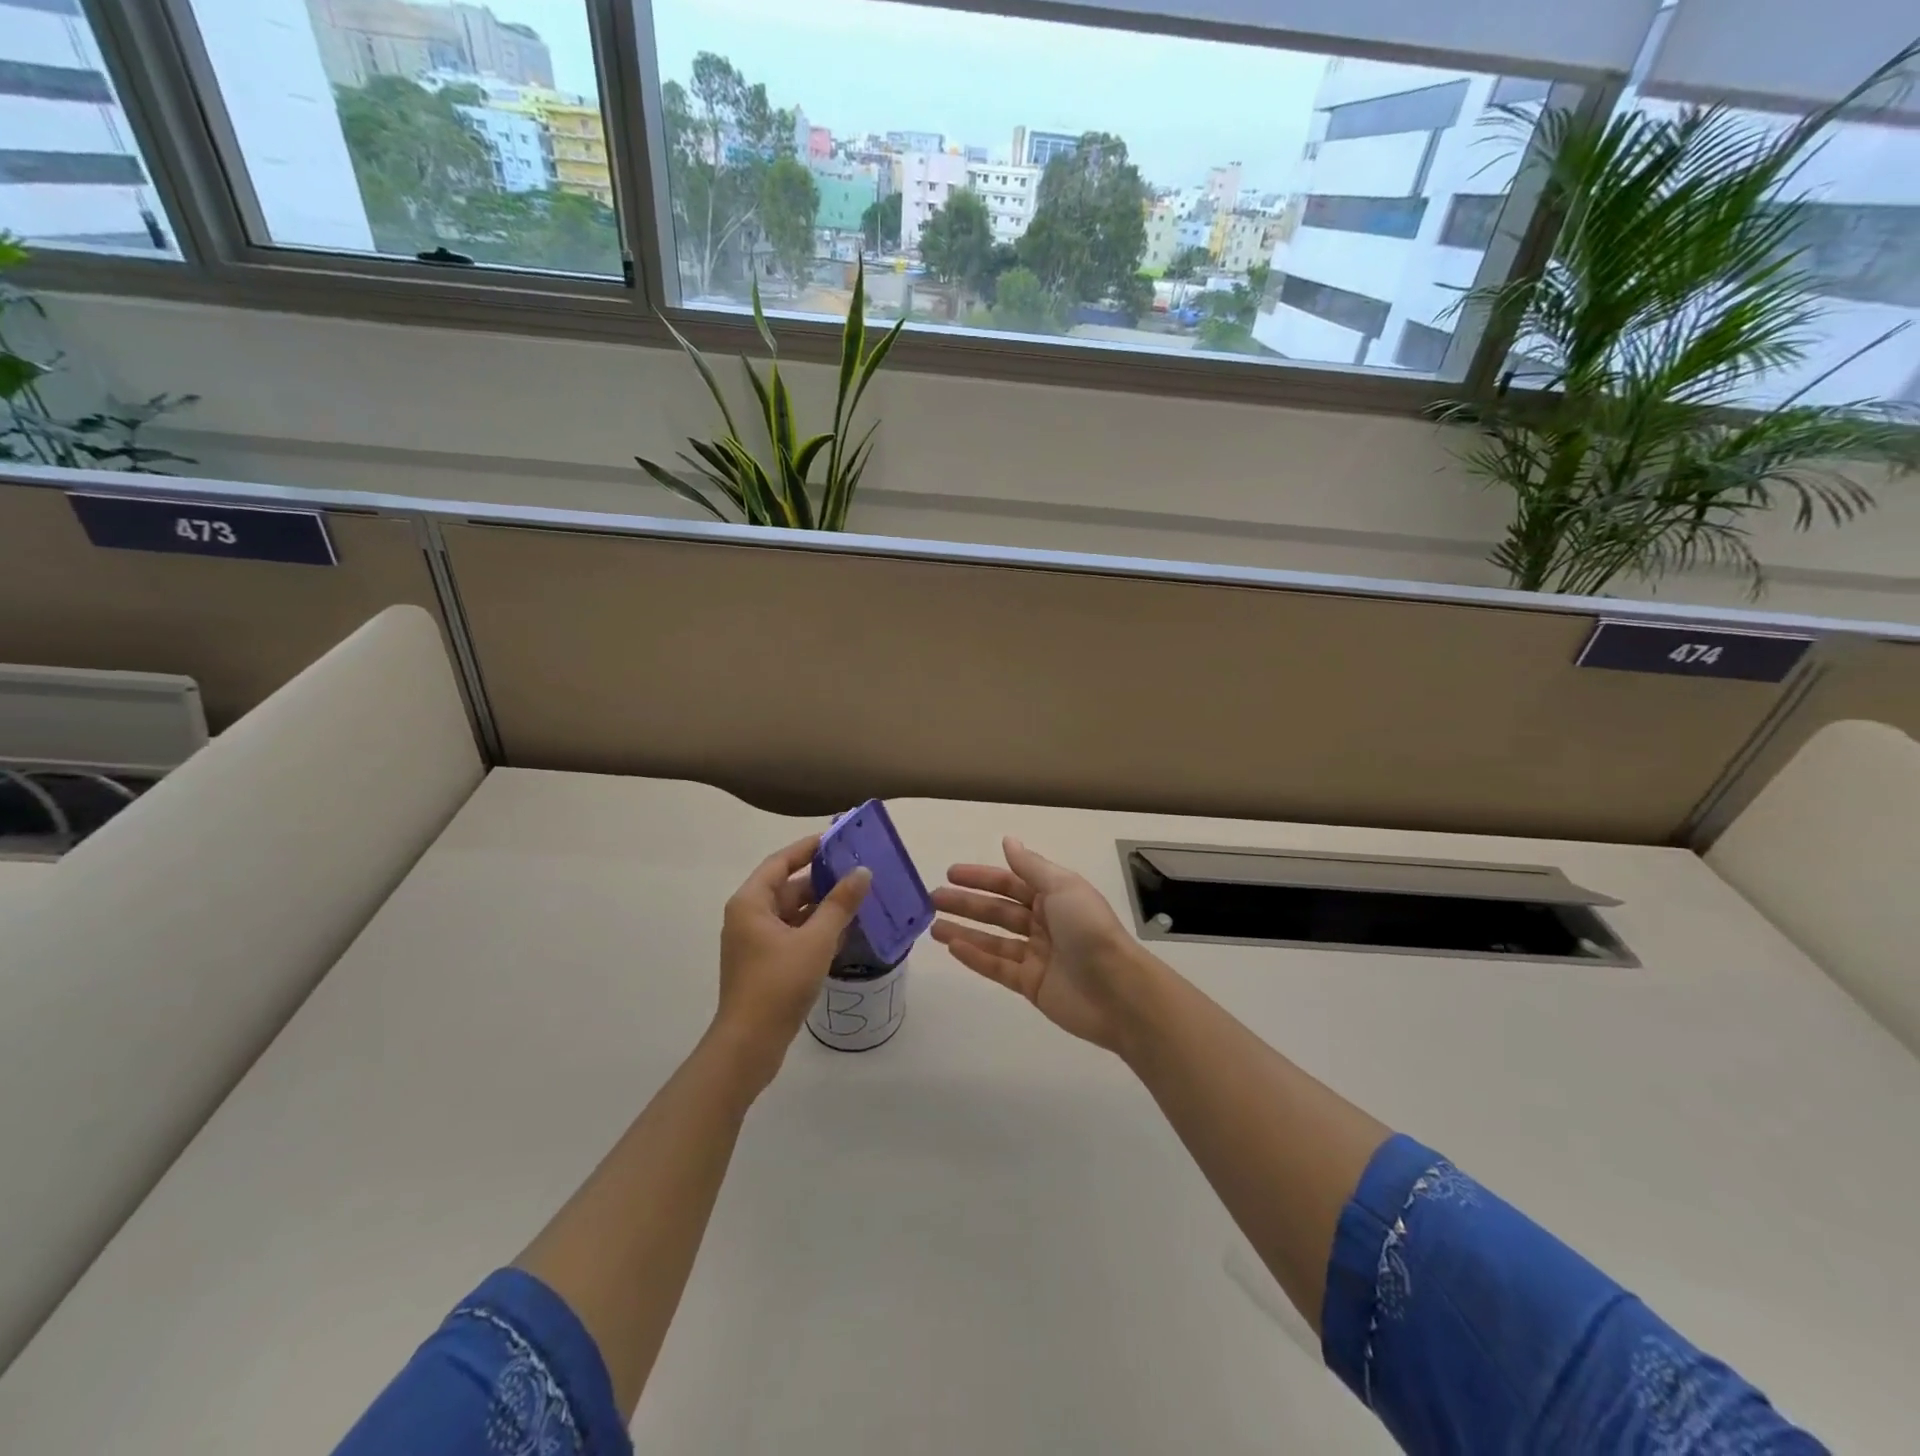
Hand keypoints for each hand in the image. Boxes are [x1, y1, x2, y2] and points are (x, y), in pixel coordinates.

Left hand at [713, 834, 870, 1087]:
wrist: (749, 1044)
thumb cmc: (779, 984)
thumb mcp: (816, 940)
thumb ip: (840, 903)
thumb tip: (862, 872)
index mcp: (751, 902)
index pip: (781, 861)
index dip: (809, 848)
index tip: (839, 839)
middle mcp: (748, 916)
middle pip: (788, 887)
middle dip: (822, 880)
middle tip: (858, 871)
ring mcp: (754, 941)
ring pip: (792, 912)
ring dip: (822, 906)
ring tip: (859, 898)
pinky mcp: (764, 963)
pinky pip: (792, 933)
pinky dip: (815, 929)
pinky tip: (844, 931)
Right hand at [931, 838, 1157, 1054]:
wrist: (1117, 990)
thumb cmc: (1090, 929)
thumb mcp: (1062, 887)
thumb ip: (1031, 867)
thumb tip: (1008, 840)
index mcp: (1055, 897)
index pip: (1010, 882)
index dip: (981, 877)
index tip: (951, 873)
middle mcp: (1044, 923)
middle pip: (998, 910)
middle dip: (967, 903)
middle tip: (933, 899)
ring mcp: (1037, 955)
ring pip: (993, 939)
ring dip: (964, 931)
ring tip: (932, 927)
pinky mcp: (1031, 985)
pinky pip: (997, 967)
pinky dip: (975, 957)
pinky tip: (952, 947)